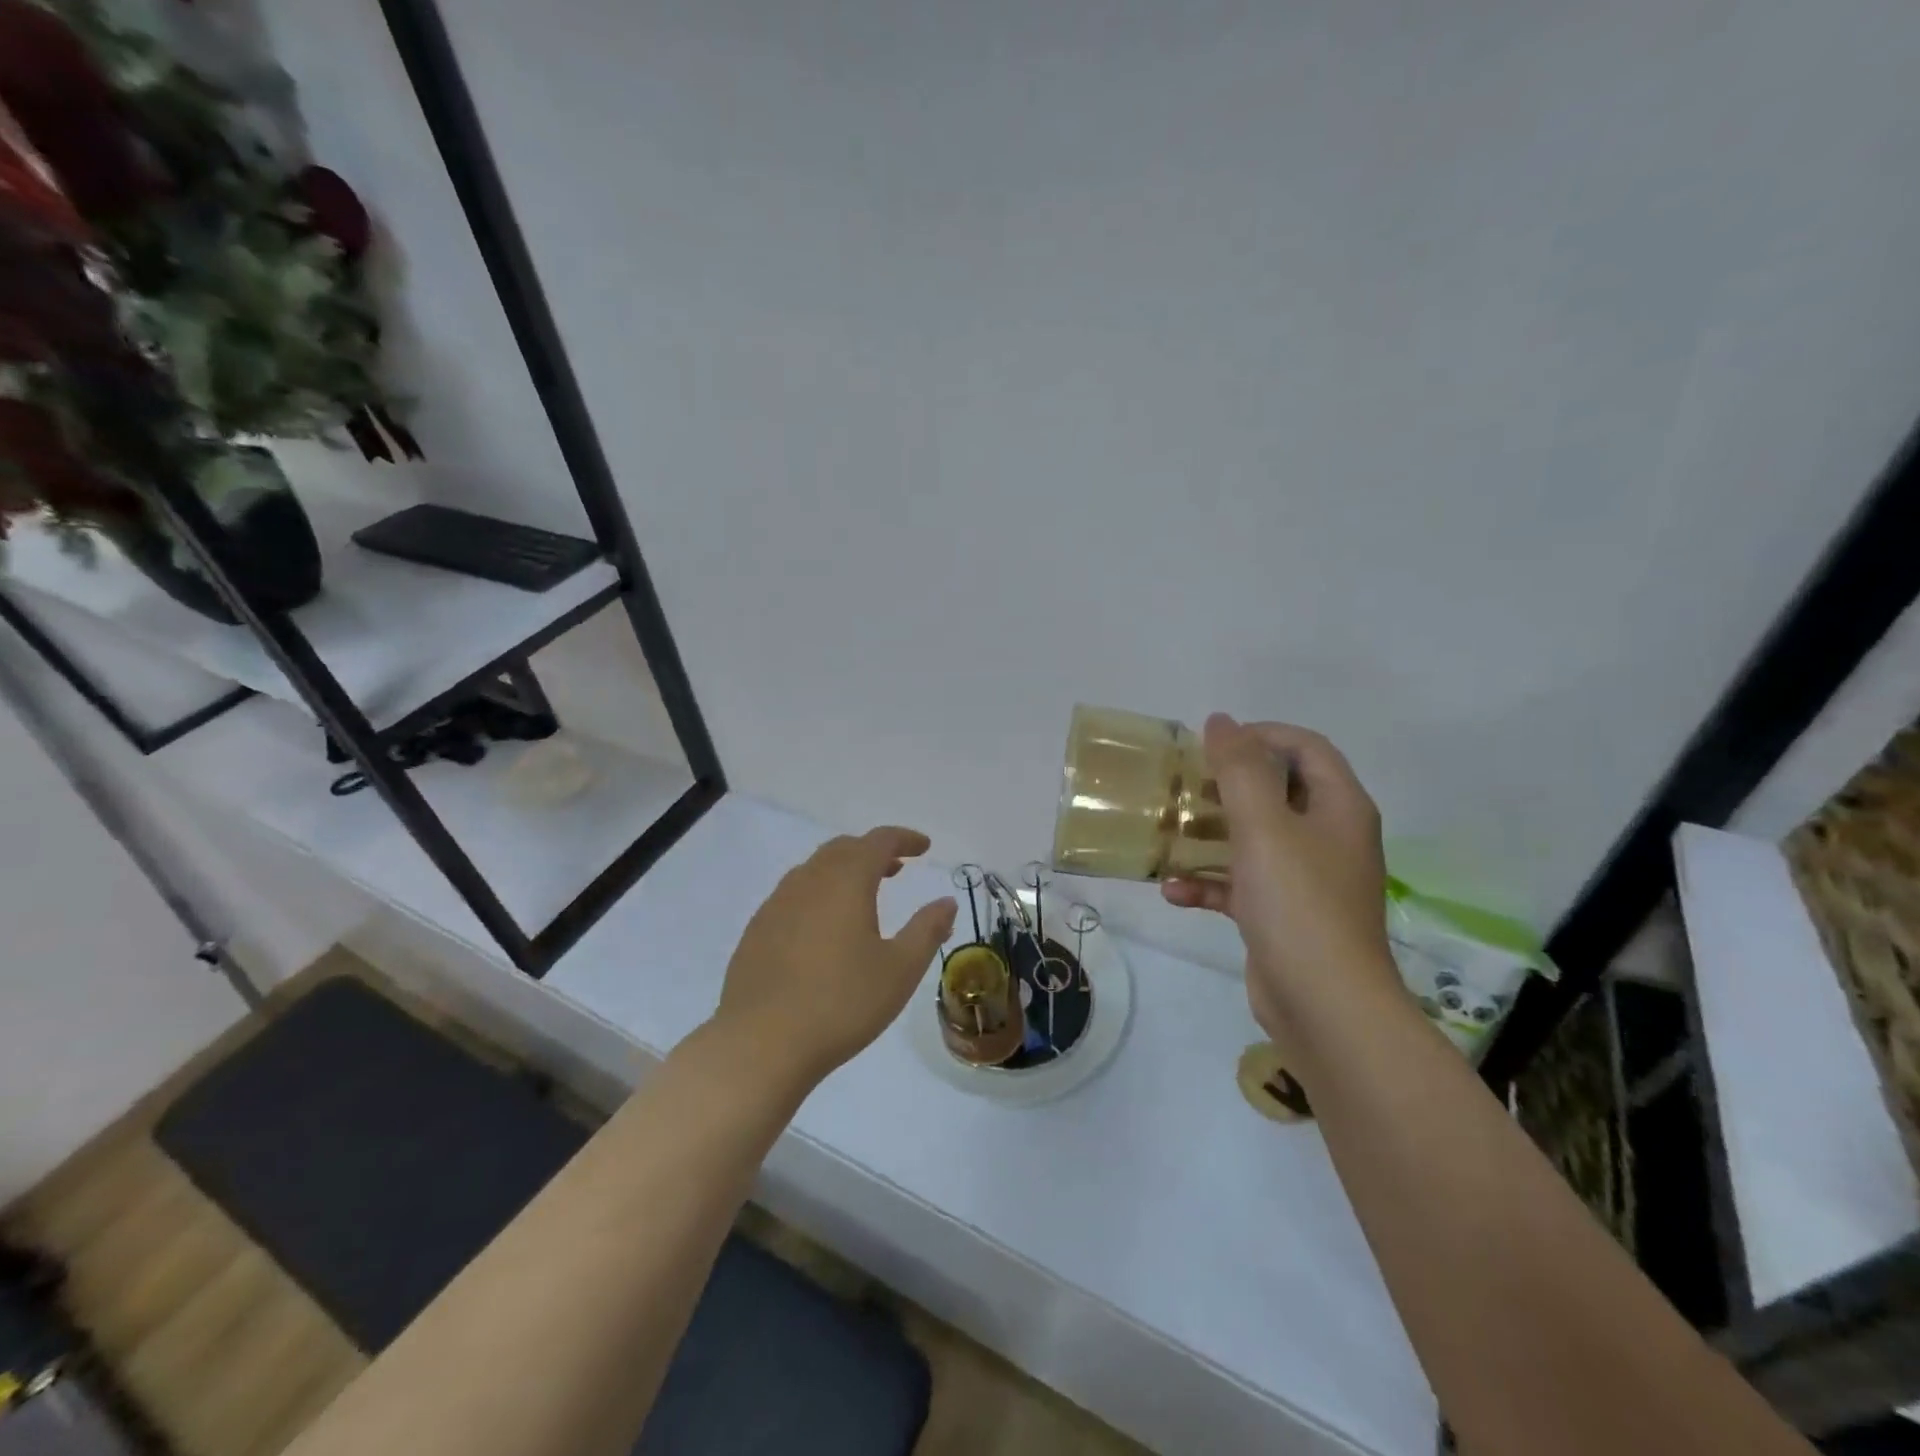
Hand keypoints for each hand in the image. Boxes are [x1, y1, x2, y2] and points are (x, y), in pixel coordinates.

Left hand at [711, 827, 957, 1094]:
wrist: (759, 1043)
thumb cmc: (841, 1003)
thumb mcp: (900, 970)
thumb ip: (927, 930)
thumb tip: (946, 902)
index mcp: (846, 881)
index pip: (879, 841)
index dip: (904, 838)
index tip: (924, 847)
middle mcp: (809, 880)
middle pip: (844, 848)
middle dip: (873, 851)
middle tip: (897, 868)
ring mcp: (777, 904)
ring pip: (815, 869)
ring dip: (844, 870)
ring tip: (863, 896)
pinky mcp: (757, 930)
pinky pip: (794, 894)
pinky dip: (819, 893)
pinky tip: (824, 928)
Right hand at [1162, 715, 1399, 1040]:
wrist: (1325, 1007)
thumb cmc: (1298, 903)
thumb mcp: (1264, 826)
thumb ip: (1240, 769)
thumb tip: (1221, 720)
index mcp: (1338, 807)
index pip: (1305, 747)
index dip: (1260, 735)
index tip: (1211, 745)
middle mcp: (1328, 837)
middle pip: (1276, 791)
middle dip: (1226, 786)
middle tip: (1183, 786)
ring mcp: (1306, 879)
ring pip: (1254, 839)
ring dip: (1210, 835)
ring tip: (1168, 833)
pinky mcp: (1282, 915)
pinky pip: (1241, 885)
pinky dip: (1210, 884)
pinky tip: (1174, 891)